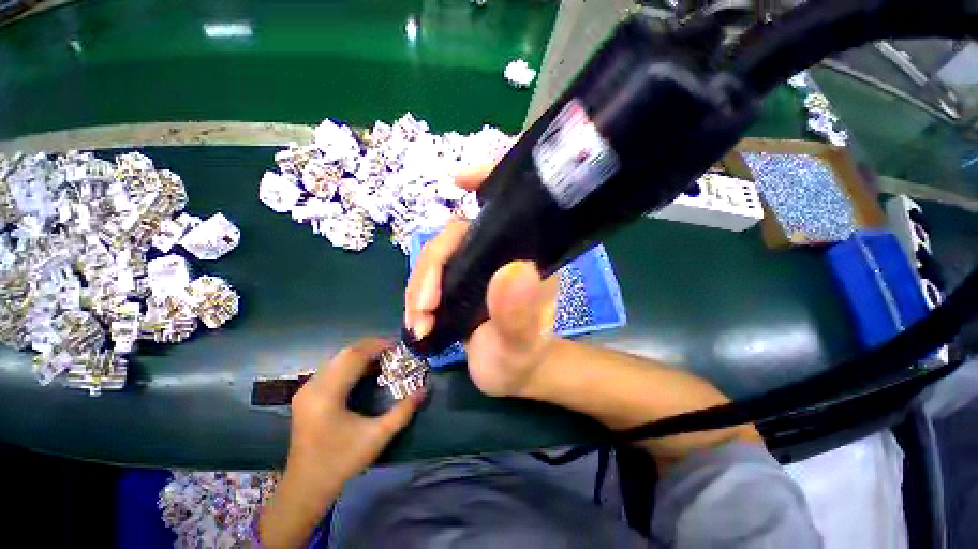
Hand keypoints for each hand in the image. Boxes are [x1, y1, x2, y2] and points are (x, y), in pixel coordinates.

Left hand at [261, 338, 423, 547]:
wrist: (306, 487)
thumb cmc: (341, 462)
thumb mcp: (377, 437)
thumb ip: (403, 412)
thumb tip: (424, 389)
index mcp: (327, 395)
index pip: (354, 356)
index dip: (377, 346)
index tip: (398, 346)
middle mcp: (313, 386)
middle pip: (345, 353)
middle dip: (371, 347)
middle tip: (394, 352)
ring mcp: (306, 390)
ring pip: (338, 359)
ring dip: (362, 355)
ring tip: (384, 359)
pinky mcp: (307, 395)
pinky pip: (332, 369)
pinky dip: (351, 364)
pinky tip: (365, 372)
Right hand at [404, 166, 558, 396]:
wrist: (512, 375)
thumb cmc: (523, 356)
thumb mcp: (521, 342)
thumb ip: (519, 314)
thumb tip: (514, 271)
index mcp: (522, 255)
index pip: (506, 208)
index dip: (485, 182)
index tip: (456, 180)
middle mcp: (498, 254)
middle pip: (454, 238)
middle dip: (431, 269)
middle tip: (424, 308)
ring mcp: (474, 268)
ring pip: (436, 259)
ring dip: (419, 288)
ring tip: (419, 323)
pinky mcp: (458, 284)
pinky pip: (430, 278)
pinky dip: (417, 298)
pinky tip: (417, 321)